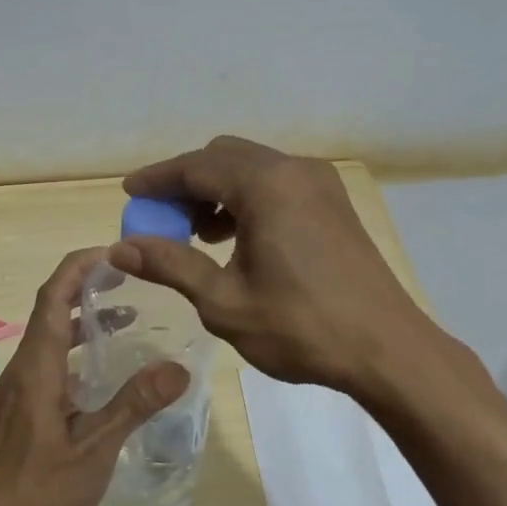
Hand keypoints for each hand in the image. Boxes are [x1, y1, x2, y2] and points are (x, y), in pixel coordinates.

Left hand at [0, 248, 188, 505]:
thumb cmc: (39, 491)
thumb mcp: (95, 449)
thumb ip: (134, 404)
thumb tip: (179, 366)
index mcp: (37, 367)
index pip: (53, 296)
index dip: (79, 266)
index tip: (114, 252)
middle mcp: (23, 368)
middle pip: (49, 308)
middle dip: (85, 284)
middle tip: (128, 276)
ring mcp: (18, 389)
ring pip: (48, 336)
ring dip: (81, 317)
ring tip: (125, 314)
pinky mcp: (20, 409)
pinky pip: (48, 360)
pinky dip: (75, 348)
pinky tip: (102, 370)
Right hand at [112, 136, 428, 394]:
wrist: (387, 348)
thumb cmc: (301, 327)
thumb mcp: (224, 301)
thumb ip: (170, 264)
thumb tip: (119, 247)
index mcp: (265, 185)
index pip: (195, 167)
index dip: (157, 179)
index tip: (129, 194)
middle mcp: (293, 169)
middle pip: (223, 157)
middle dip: (186, 183)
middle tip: (162, 220)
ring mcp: (319, 182)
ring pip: (251, 167)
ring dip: (217, 190)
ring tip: (197, 236)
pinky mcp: (333, 201)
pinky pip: (276, 182)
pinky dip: (247, 198)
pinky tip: (237, 238)